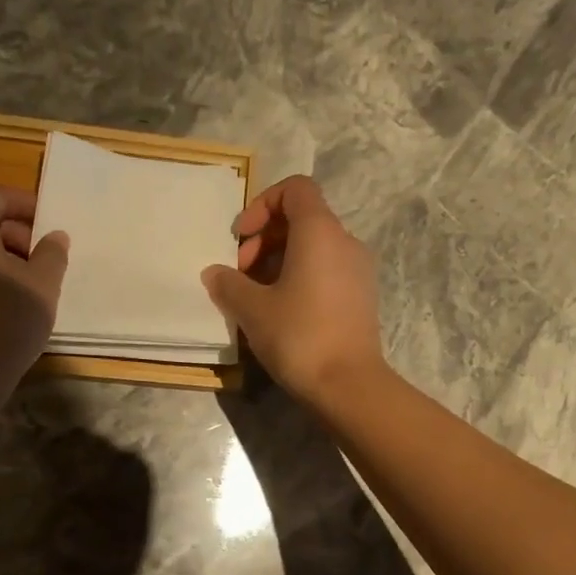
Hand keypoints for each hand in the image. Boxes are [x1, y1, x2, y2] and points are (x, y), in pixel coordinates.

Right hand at [202, 175, 385, 408]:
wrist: (349, 385)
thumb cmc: (299, 336)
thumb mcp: (252, 309)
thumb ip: (229, 284)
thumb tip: (215, 273)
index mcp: (320, 232)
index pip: (295, 189)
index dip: (262, 204)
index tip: (242, 238)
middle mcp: (345, 242)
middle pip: (302, 219)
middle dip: (264, 239)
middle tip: (240, 275)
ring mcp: (358, 271)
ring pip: (313, 248)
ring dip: (278, 262)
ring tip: (255, 297)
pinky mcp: (361, 297)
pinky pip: (326, 271)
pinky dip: (299, 279)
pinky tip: (279, 313)